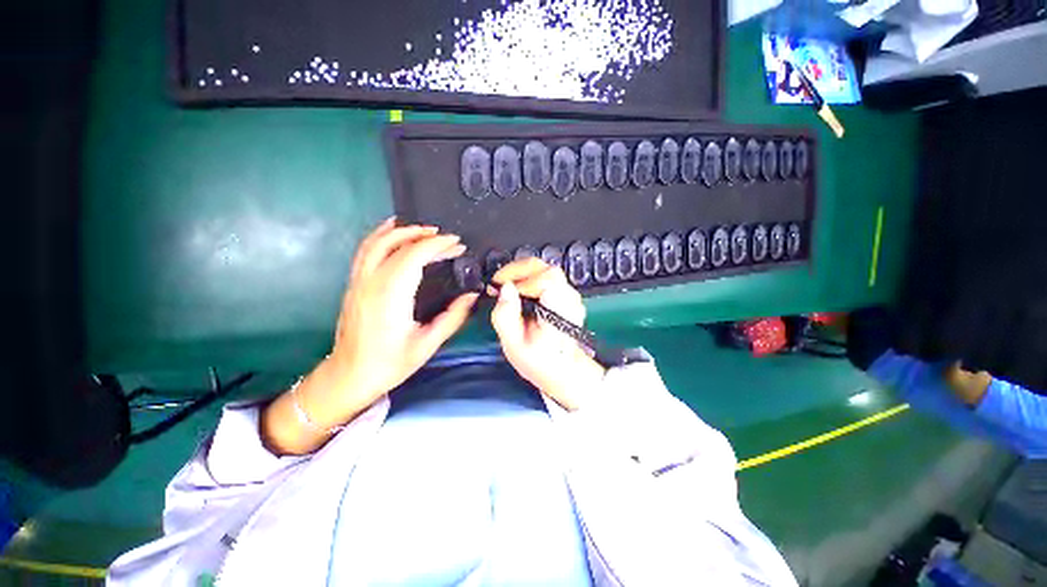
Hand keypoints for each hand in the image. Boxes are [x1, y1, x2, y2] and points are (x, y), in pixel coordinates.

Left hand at [323, 218, 478, 416]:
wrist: (349, 376)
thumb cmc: (390, 363)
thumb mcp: (427, 344)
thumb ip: (453, 317)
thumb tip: (473, 296)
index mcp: (391, 295)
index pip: (414, 256)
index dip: (438, 245)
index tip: (457, 244)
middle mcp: (371, 282)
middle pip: (396, 243)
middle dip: (424, 235)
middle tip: (447, 239)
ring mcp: (358, 281)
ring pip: (376, 242)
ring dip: (401, 231)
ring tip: (425, 229)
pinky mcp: (354, 284)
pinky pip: (365, 250)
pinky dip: (380, 236)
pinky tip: (393, 232)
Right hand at [490, 258, 605, 410]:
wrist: (563, 371)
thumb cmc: (540, 361)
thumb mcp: (514, 345)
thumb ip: (506, 316)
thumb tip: (505, 288)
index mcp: (560, 309)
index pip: (545, 278)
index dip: (520, 277)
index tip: (500, 286)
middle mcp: (569, 298)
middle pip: (546, 269)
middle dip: (519, 270)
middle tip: (499, 281)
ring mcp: (570, 296)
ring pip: (547, 271)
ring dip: (523, 274)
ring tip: (506, 285)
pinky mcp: (565, 296)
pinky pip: (547, 279)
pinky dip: (530, 279)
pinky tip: (518, 291)